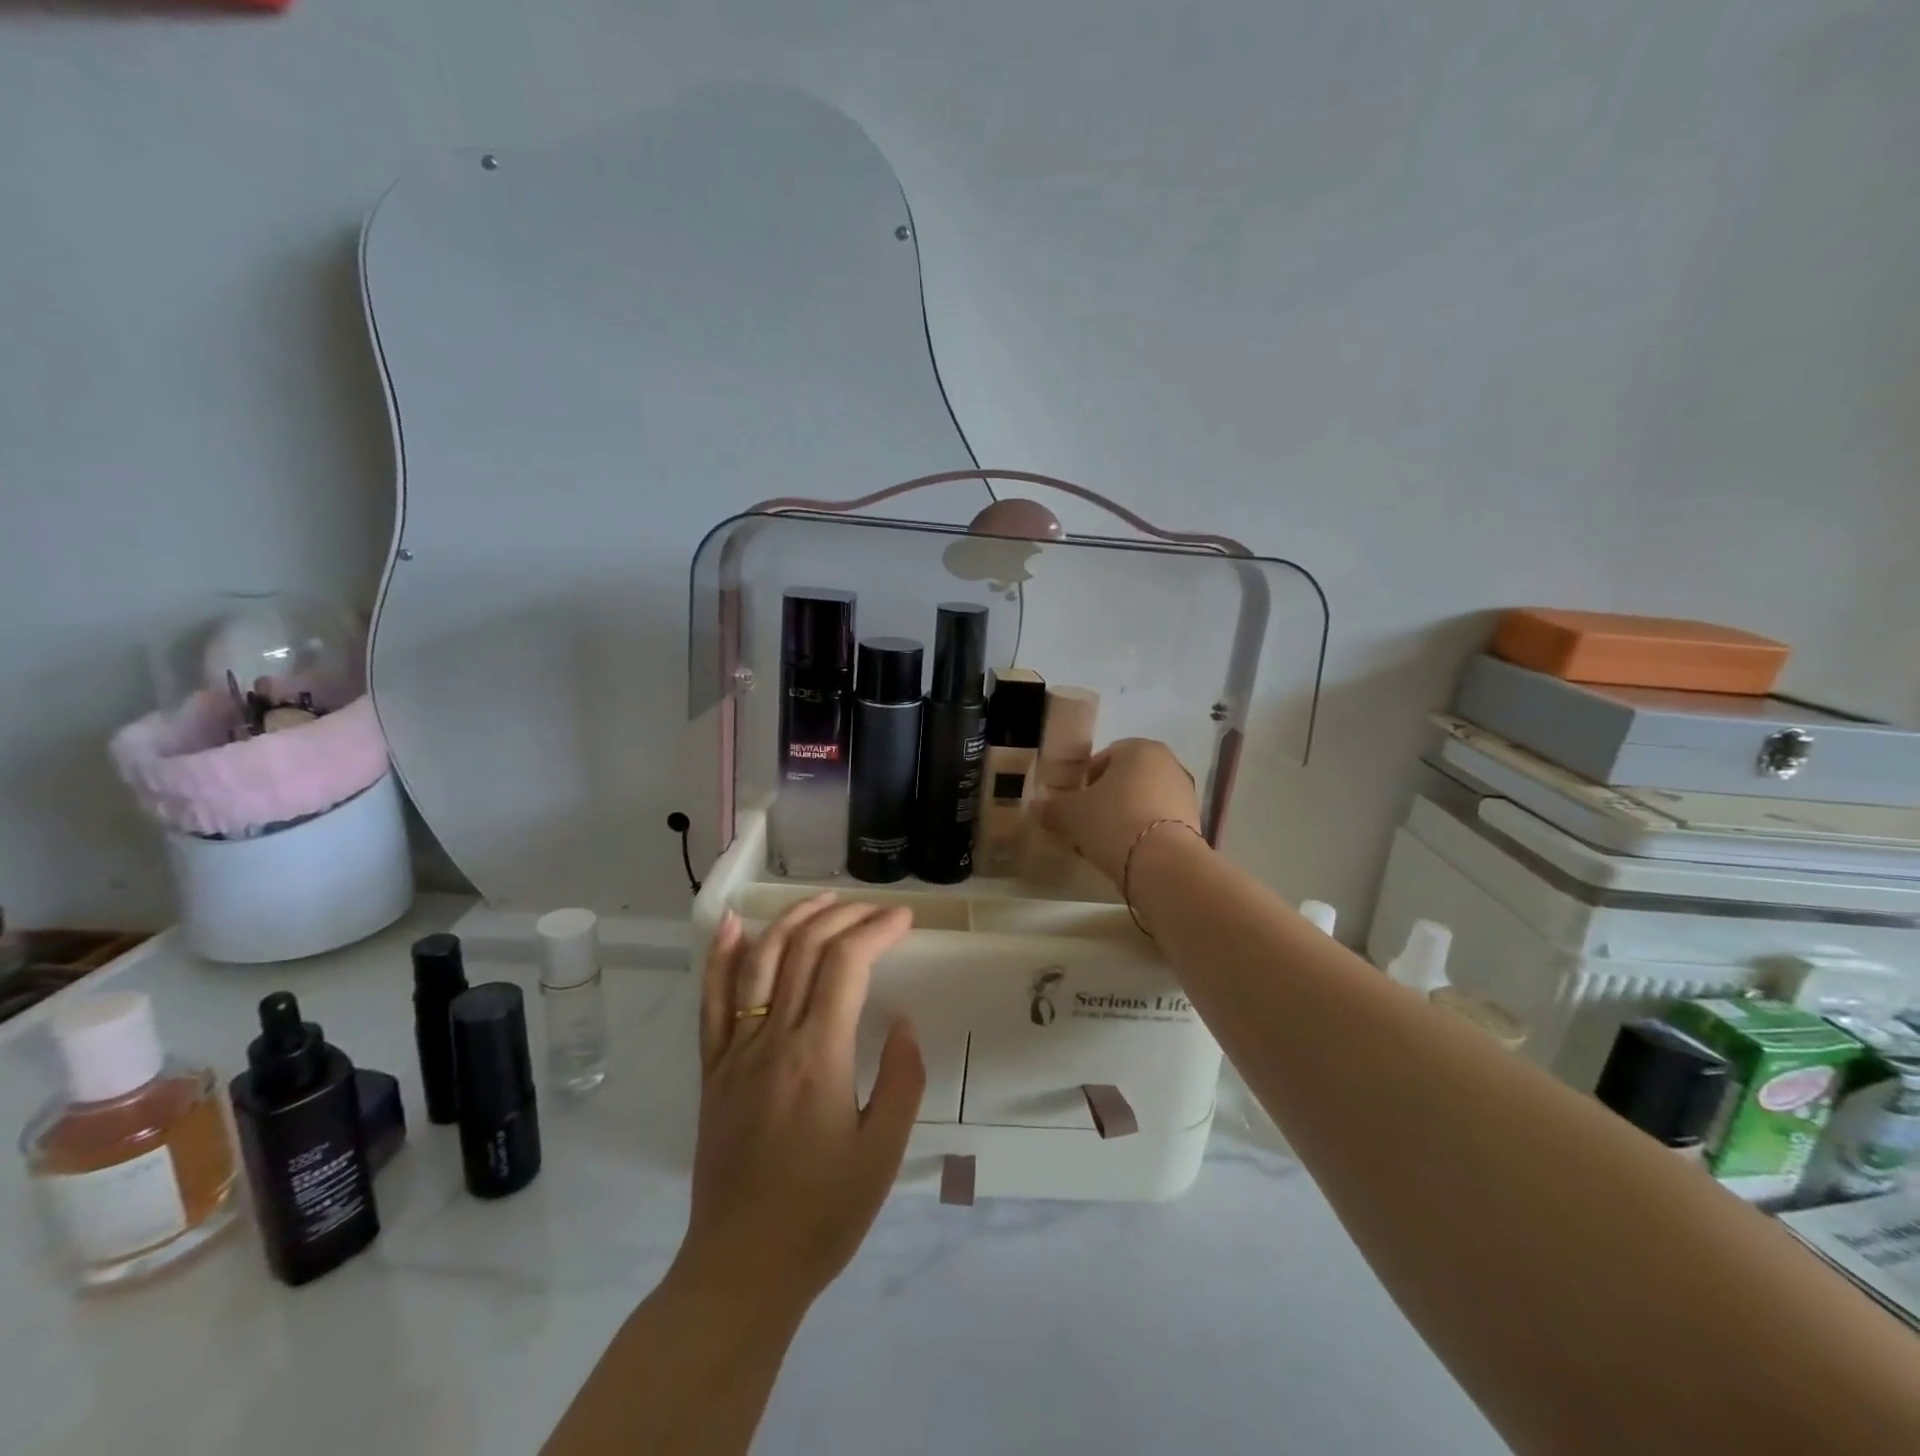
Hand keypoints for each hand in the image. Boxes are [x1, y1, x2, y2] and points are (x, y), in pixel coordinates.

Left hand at [677, 895, 923, 1316]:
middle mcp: (772, 1040)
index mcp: (818, 1056)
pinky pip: (712, 1003)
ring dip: (792, 920)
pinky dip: (722, 958)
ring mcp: (735, 1052)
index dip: (876, 930)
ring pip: (760, 962)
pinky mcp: (713, 1071)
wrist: (742, 1269)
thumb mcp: (883, 1153)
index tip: (904, 919)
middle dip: (843, 917)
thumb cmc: (822, 1215)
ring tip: (822, 900)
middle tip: (875, 910)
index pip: (846, 964)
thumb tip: (901, 1022)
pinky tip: (733, 926)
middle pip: (804, 950)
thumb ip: (900, 1079)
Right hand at [1038, 737, 1202, 883]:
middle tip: (1087, 824)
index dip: (1084, 782)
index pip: (1103, 758)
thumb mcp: (1070, 814)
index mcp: (1139, 749)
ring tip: (1107, 843)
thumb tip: (1038, 806)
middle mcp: (1168, 764)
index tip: (1073, 806)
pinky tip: (1128, 853)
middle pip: (1126, 780)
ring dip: (1125, 817)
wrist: (1163, 864)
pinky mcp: (1195, 823)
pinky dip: (1144, 833)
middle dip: (1106, 799)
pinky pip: (1159, 822)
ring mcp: (1186, 794)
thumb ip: (1052, 807)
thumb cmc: (1113, 822)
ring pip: (1143, 801)